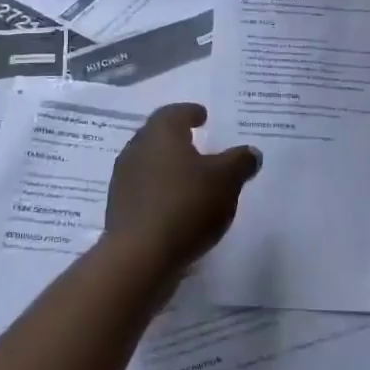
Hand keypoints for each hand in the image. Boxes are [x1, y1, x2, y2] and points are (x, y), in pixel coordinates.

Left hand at [104, 104, 260, 283]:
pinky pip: (144, 192)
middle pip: (158, 137)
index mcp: (160, 133)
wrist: (141, 256)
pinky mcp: (119, 210)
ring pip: (149, 165)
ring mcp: (123, 181)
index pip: (174, 112)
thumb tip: (251, 153)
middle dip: (177, 140)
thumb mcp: (227, 180)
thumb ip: (240, 162)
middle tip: (198, 146)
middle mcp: (136, 149)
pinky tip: (177, 207)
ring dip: (168, 168)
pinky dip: (161, 192)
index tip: (202, 116)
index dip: (190, 112)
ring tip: (191, 179)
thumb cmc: (186, 205)